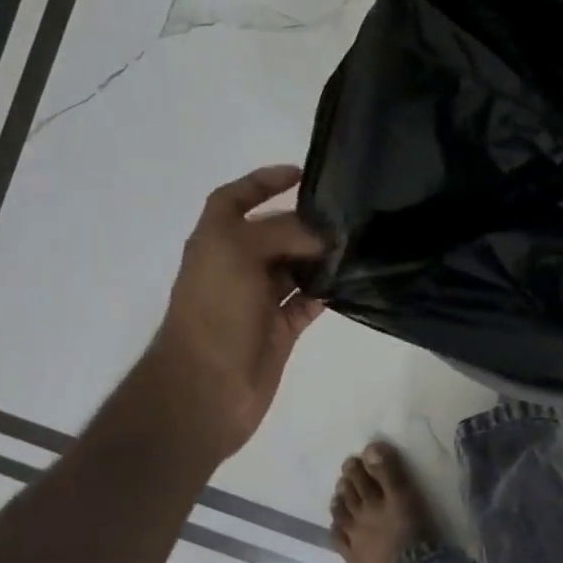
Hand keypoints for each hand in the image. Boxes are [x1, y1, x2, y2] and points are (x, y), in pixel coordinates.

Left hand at [149, 165, 327, 467]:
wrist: (206, 389)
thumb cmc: (215, 311)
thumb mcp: (240, 253)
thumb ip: (284, 233)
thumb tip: (324, 236)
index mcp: (215, 242)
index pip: (235, 198)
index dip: (262, 181)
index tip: (301, 173)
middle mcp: (236, 266)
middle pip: (273, 232)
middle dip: (304, 221)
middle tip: (345, 213)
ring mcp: (258, 299)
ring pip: (294, 267)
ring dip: (320, 256)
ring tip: (356, 243)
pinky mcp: (279, 328)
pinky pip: (307, 301)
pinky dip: (326, 291)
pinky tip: (351, 280)